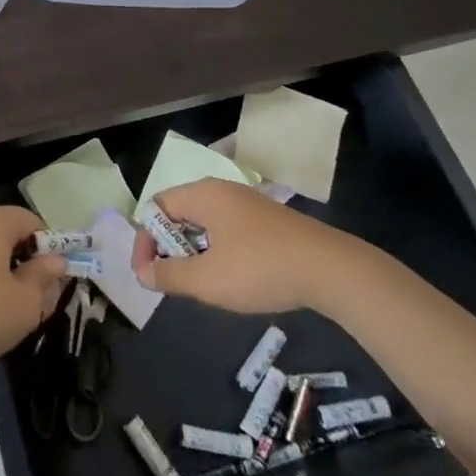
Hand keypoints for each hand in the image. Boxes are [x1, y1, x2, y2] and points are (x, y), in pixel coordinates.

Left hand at [0, 205, 66, 373]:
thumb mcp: (26, 303)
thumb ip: (44, 277)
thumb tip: (56, 261)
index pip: (32, 221)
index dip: (48, 248)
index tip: (50, 279)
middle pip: (7, 231)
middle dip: (24, 260)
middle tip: (32, 296)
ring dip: (1, 268)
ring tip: (5, 305)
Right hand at [131, 179, 361, 314]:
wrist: (331, 270)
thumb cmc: (261, 269)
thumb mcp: (208, 280)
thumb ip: (169, 276)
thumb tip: (143, 273)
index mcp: (202, 195)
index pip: (156, 207)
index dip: (145, 241)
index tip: (148, 276)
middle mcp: (222, 191)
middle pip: (179, 213)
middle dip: (169, 248)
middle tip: (174, 282)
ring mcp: (247, 204)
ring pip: (204, 224)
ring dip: (195, 252)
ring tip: (203, 284)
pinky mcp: (267, 220)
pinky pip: (227, 229)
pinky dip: (218, 251)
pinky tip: (233, 278)